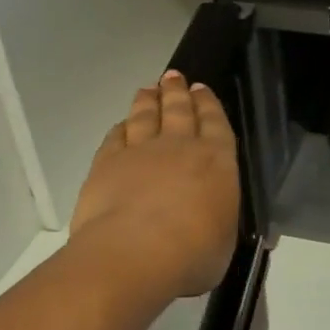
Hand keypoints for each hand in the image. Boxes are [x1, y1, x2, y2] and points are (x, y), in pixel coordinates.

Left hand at [69, 72, 240, 308]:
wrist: (135, 253)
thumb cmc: (193, 252)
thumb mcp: (223, 241)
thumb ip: (218, 222)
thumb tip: (214, 223)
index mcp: (217, 160)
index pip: (215, 123)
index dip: (208, 104)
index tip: (201, 88)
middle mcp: (179, 146)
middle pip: (178, 110)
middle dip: (177, 91)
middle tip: (174, 76)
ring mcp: (140, 152)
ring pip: (144, 116)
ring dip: (148, 101)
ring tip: (149, 89)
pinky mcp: (106, 164)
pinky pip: (115, 138)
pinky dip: (120, 128)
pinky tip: (121, 125)